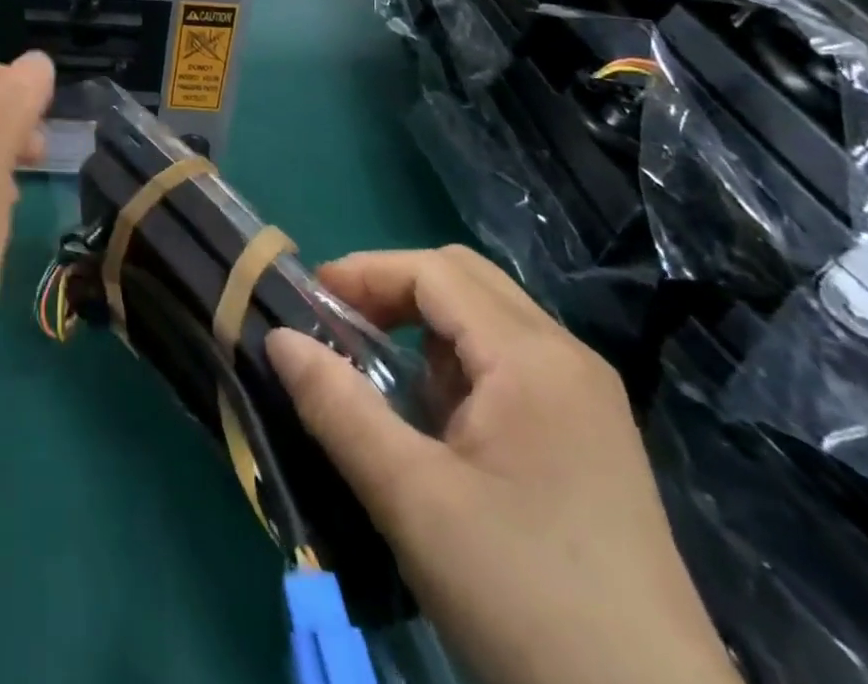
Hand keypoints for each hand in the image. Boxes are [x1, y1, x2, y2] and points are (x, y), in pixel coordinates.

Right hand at [266, 246, 736, 683]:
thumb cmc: (524, 596)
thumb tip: (278, 338)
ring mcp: (586, 400)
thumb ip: (336, 406)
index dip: (365, 273)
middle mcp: (567, 359)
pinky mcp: (589, 440)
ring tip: (376, 374)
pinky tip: (433, 421)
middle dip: (391, 289)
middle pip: (464, 281)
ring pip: (487, 321)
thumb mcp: (411, 498)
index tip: (308, 302)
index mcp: (533, 358)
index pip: (435, 271)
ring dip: (422, 328)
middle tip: (336, 326)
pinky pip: (509, 366)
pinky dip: (455, 366)